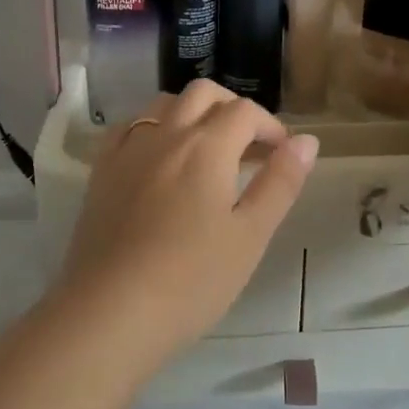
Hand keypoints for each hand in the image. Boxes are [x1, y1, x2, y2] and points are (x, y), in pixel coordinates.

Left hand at [59, 79, 319, 363]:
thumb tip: (307, 141)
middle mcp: (166, 135)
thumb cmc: (191, 280)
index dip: (271, 126)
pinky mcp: (101, 172)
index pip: (246, 111)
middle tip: (249, 145)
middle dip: (233, 108)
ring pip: (163, 104)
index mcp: (207, 147)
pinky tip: (160, 159)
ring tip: (208, 150)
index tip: (282, 154)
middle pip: (203, 94)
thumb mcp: (250, 236)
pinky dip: (154, 128)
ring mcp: (128, 151)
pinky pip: (129, 128)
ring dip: (193, 112)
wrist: (109, 314)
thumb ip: (280, 183)